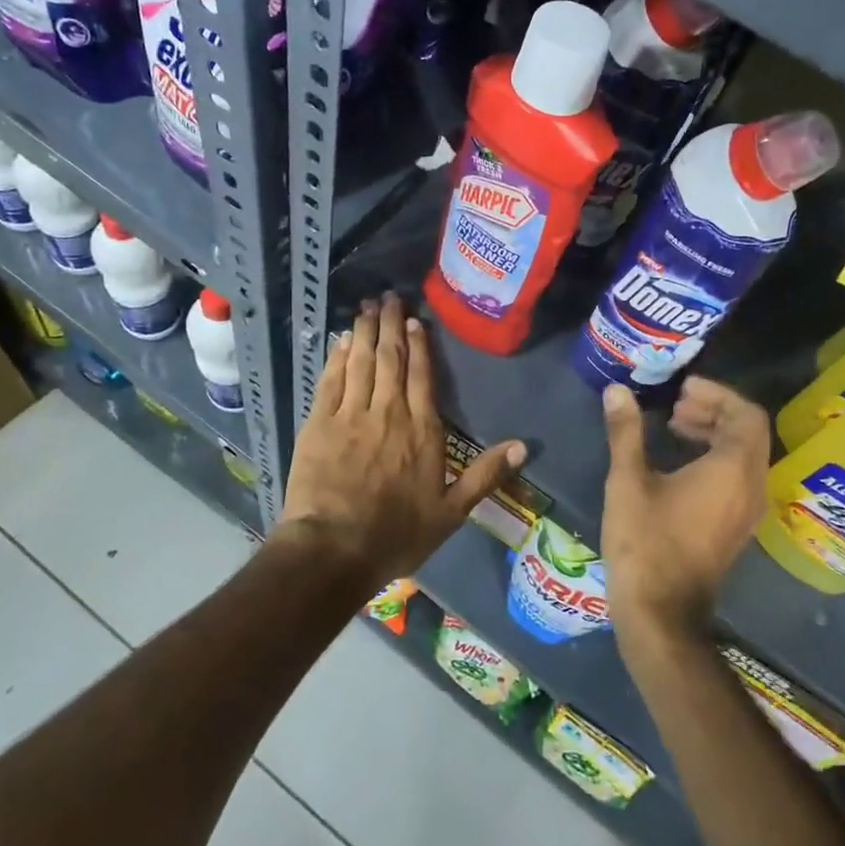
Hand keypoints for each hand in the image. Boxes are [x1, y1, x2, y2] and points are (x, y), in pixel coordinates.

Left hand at [278, 294, 525, 588]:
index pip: (422, 376)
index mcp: (422, 430)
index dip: (418, 345)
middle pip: (390, 359)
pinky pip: (331, 380)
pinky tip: (341, 341)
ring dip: (364, 332)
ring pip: (360, 362)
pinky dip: (337, 357)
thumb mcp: (451, 512)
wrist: (334, 549)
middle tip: (388, 296)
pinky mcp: (319, 423)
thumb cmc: (396, 534)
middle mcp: (388, 413)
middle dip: (389, 325)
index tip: (413, 320)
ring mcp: (351, 415)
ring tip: (366, 307)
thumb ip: (486, 475)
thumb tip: (524, 446)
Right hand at [600, 378, 769, 643]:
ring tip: (675, 424)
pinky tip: (681, 461)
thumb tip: (616, 390)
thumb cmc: (645, 541)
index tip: (683, 388)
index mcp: (732, 470)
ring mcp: (748, 511)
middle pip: (749, 432)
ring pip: (745, 455)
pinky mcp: (737, 527)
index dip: (718, 393)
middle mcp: (751, 487)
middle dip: (716, 409)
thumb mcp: (628, 481)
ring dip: (716, 432)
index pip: (746, 414)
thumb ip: (626, 431)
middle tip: (677, 402)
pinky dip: (717, 456)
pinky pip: (739, 476)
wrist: (660, 612)